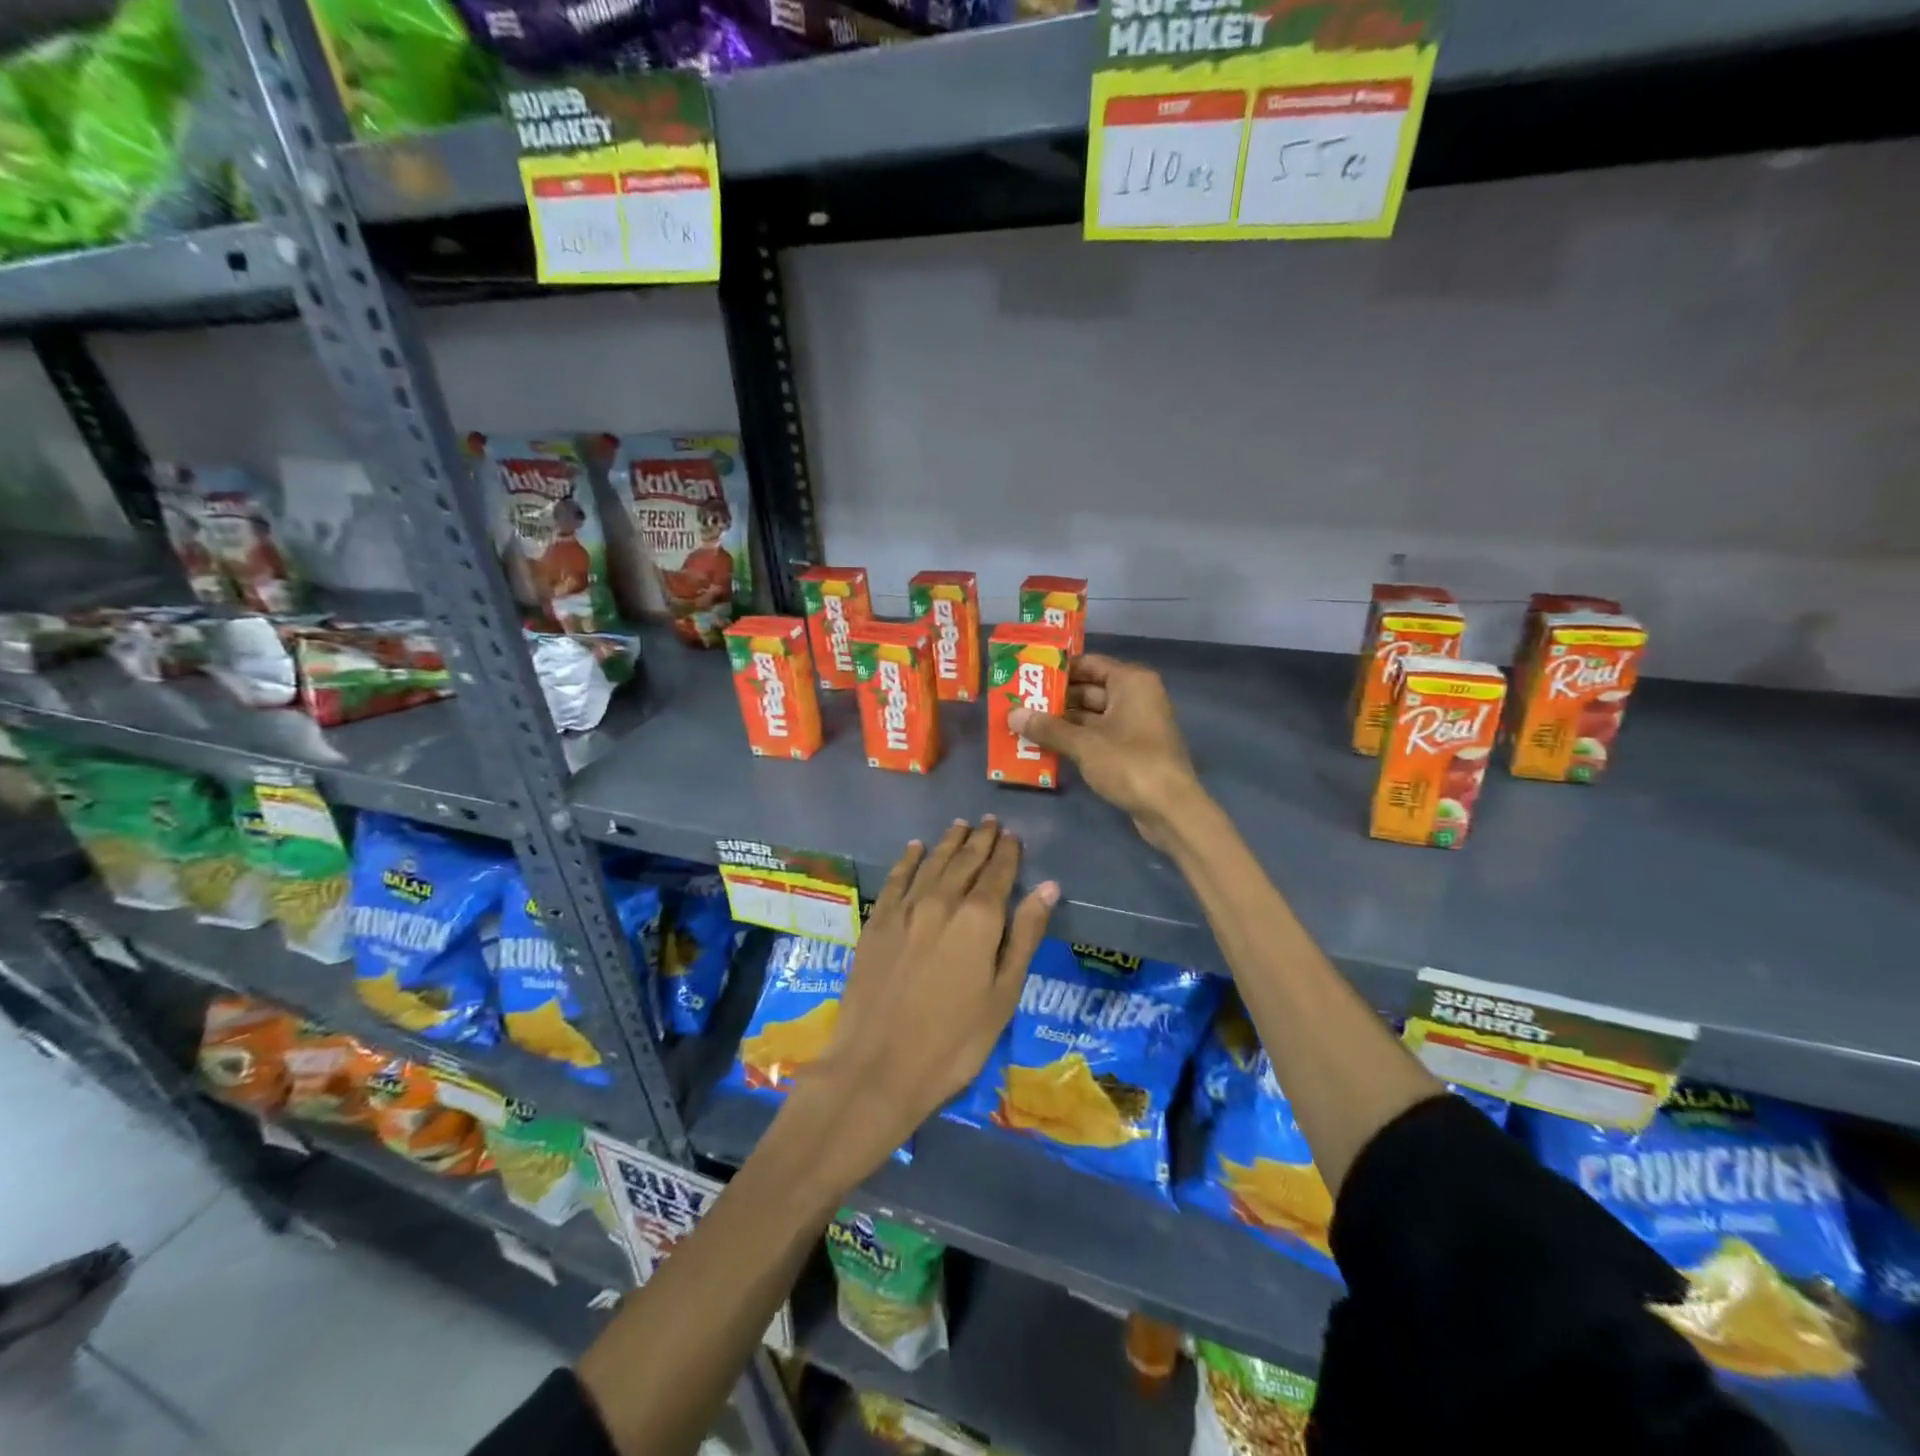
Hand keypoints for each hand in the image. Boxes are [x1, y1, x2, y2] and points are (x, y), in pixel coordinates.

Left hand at [794, 818, 1056, 1175]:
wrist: (878, 1066)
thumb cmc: (954, 1041)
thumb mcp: (1003, 994)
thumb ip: (1025, 936)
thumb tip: (1048, 887)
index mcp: (978, 919)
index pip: (998, 873)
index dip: (1007, 852)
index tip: (1012, 835)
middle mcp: (941, 902)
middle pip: (964, 861)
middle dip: (980, 840)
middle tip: (989, 822)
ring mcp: (904, 909)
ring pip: (931, 863)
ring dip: (948, 843)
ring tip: (960, 826)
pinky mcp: (877, 922)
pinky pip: (897, 879)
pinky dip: (908, 860)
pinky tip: (915, 848)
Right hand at [1007, 654, 1202, 850]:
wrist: (1170, 809)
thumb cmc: (1129, 763)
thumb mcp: (1083, 744)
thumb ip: (1047, 728)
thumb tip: (1012, 714)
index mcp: (1131, 682)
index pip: (1089, 663)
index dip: (1058, 670)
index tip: (1027, 676)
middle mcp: (1137, 696)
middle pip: (1089, 690)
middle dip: (1056, 699)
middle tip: (1020, 704)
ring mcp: (1136, 724)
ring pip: (1092, 715)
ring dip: (1063, 722)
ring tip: (1025, 726)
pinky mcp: (1133, 750)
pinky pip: (1099, 735)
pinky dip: (1077, 739)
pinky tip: (1047, 747)